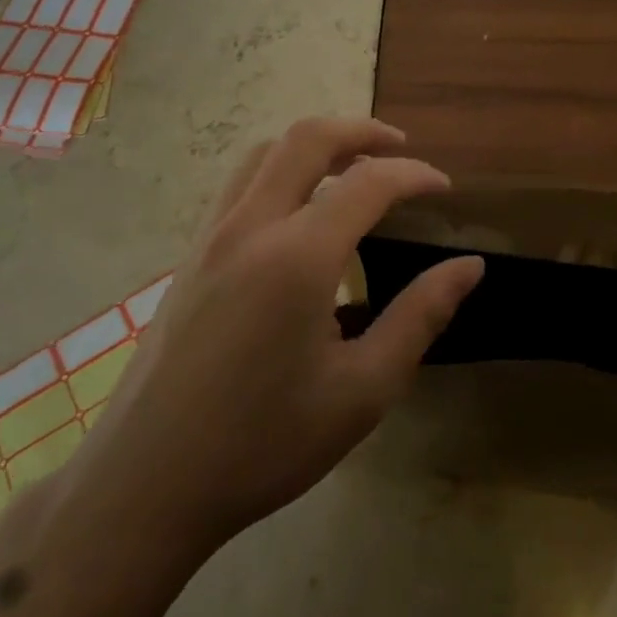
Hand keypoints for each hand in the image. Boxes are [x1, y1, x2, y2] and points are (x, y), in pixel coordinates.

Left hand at [70, 117, 482, 563]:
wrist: (146, 485)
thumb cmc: (264, 444)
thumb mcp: (362, 391)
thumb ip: (420, 317)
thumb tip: (470, 267)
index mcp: (299, 257)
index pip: (369, 182)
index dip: (415, 174)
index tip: (445, 188)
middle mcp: (251, 227)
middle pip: (307, 139)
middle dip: (362, 131)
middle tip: (402, 149)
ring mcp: (211, 236)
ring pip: (265, 153)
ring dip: (316, 145)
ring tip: (353, 168)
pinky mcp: (191, 255)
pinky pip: (240, 183)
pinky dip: (281, 169)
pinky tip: (300, 211)